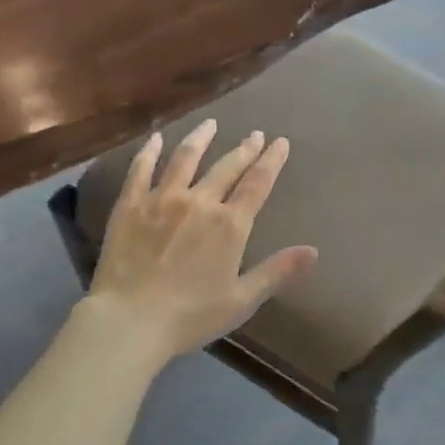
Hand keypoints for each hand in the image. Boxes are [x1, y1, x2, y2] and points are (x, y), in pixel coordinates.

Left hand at [88, 120, 317, 359]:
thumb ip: (277, 271)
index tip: (280, 142)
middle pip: (226, 167)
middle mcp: (199, 201)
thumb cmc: (190, 316)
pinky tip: (155, 137)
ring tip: (210, 124)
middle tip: (255, 134)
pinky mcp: (130, 203)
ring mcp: (162, 198)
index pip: (257, 184)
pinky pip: (141, 169)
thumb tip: (314, 251)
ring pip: (185, 158)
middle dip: (244, 149)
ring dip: (201, 138)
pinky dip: (149, 150)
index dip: (271, 161)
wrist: (130, 319)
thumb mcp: (241, 300)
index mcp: (229, 225)